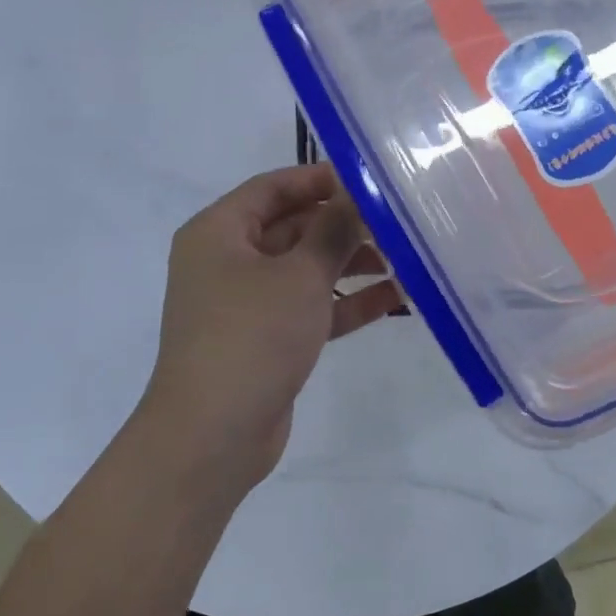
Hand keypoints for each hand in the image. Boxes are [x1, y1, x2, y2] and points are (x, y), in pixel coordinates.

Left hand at [141, 165, 401, 497]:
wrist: (212, 436)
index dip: (320, 179)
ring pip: (304, 269)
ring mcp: (246, 303)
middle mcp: (228, 260)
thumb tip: (358, 194)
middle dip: (343, 225)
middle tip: (396, 223)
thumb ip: (333, 230)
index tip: (369, 182)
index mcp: (219, 232)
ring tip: (404, 260)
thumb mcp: (300, 275)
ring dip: (350, 264)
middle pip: (293, 227)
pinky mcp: (266, 339)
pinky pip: (309, 307)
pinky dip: (345, 302)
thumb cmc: (251, 337)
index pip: (273, 187)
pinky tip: (394, 298)